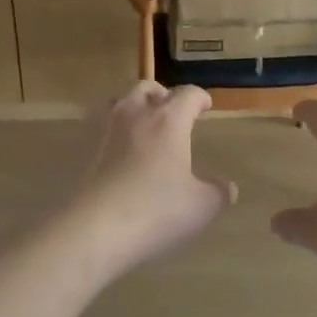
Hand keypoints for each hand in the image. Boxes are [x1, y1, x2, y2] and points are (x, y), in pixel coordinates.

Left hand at [64, 82, 235, 275]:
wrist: (97, 228)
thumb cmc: (157, 210)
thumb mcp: (201, 206)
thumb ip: (218, 193)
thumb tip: (228, 188)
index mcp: (169, 120)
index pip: (188, 94)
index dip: (199, 97)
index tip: (205, 105)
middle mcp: (136, 115)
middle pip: (149, 88)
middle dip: (164, 96)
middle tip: (174, 113)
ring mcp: (108, 130)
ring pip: (122, 101)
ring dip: (136, 106)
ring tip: (146, 125)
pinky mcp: (88, 149)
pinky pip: (104, 125)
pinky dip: (116, 128)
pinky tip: (122, 148)